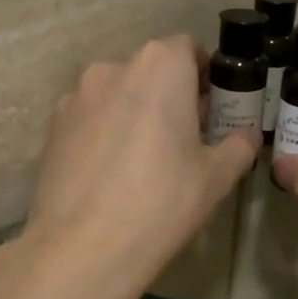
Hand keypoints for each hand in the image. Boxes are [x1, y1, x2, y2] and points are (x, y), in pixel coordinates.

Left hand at [0, 36, 258, 298]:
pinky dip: (104, 134)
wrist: (83, 249)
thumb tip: (246, 135)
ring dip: (134, 114)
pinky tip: (110, 175)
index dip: (204, 76)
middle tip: (184, 140)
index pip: (188, 50)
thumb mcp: (216, 177)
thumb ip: (238, 145)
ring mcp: (75, 97)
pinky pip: (89, 120)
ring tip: (143, 162)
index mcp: (159, 67)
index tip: (212, 110)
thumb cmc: (162, 204)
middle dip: (170, 96)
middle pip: (150, 71)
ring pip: (116, 95)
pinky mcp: (51, 128)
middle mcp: (112, 68)